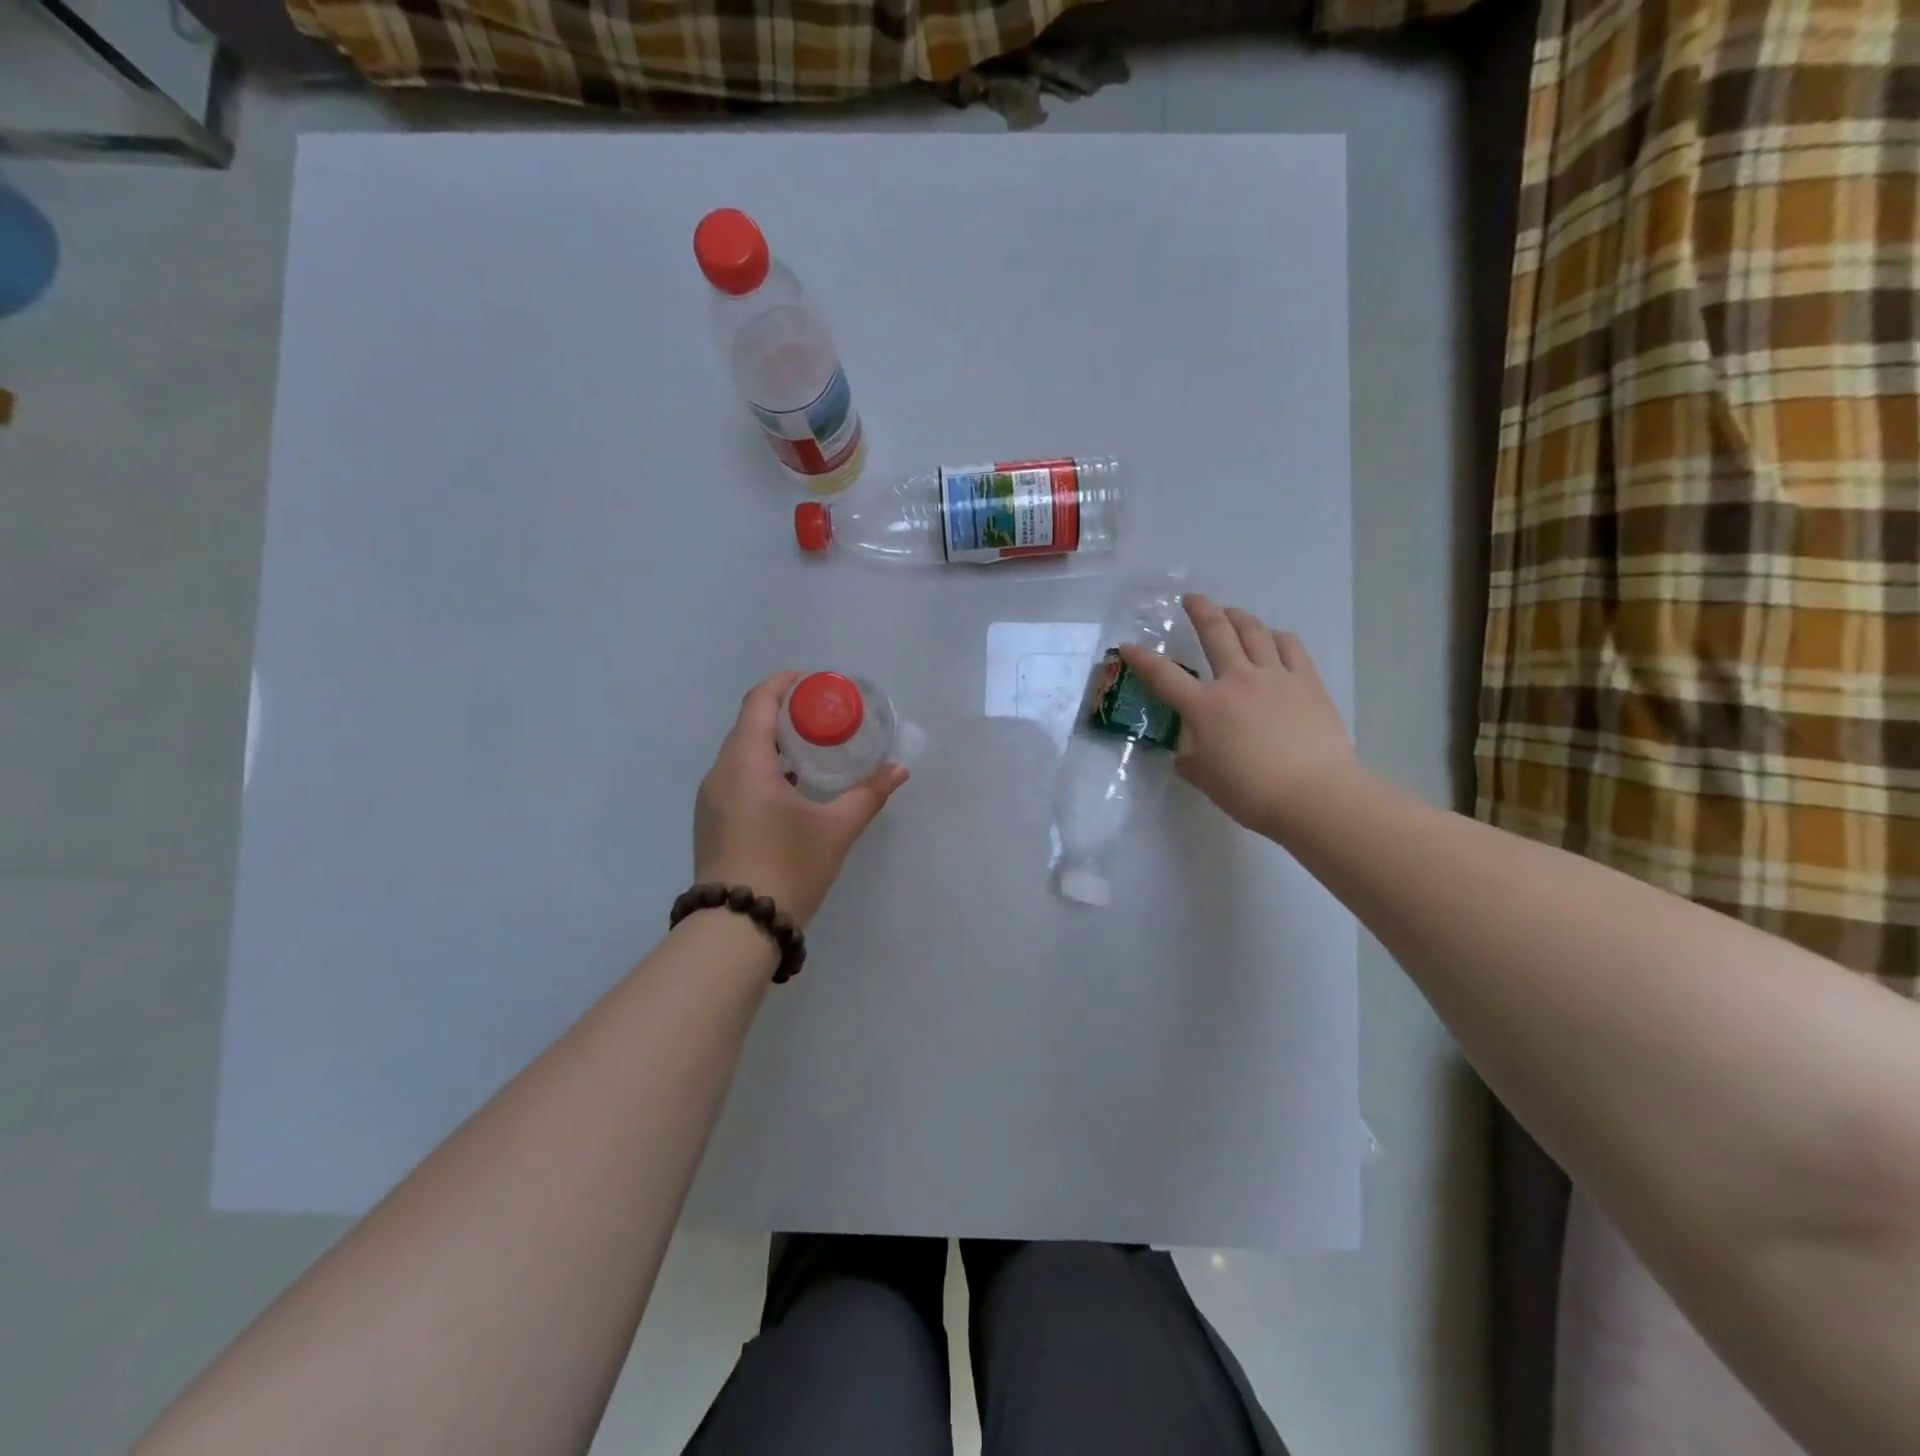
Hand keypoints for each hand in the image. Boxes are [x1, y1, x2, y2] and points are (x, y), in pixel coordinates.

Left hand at [693, 672, 908, 927]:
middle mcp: (720, 773)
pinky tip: (791, 788)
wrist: (736, 929)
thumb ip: (868, 794)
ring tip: (812, 750)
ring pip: (741, 754)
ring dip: (774, 743)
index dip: (786, 683)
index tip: (816, 682)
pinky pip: (737, 778)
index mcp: (745, 762)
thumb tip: (899, 770)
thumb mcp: (836, 829)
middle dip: (785, 713)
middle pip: (749, 724)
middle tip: (824, 717)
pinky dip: (763, 768)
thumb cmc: (787, 867)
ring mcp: (711, 799)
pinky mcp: (712, 822)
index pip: (759, 701)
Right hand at [1118, 595, 1357, 837]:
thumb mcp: (1208, 781)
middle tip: (1192, 599)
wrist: (1313, 795)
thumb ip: (1192, 764)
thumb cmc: (1251, 793)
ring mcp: (1275, 677)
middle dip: (1200, 611)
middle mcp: (1237, 681)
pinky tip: (1274, 637)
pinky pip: (1291, 647)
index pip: (1164, 676)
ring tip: (1231, 612)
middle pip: (1216, 633)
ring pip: (1254, 632)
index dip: (1141, 659)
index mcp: (1205, 707)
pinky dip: (1278, 637)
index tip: (1127, 646)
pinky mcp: (1307, 683)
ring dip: (1239, 617)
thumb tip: (1185, 758)